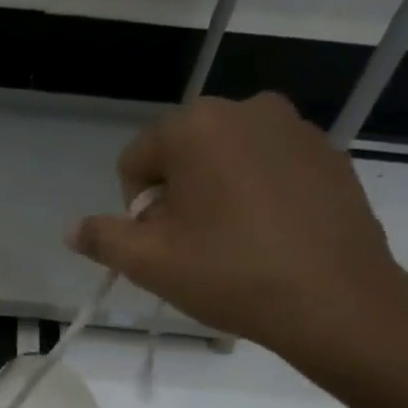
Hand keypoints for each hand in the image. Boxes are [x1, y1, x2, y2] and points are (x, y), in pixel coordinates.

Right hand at [69, 92, 407, 370]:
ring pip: (227, 160)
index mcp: (196, 126)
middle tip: (194, 247)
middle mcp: (246, 109)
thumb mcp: (149, 262)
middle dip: (177, 197)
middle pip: (182, 155)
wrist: (334, 299)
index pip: (135, 160)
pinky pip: (270, 167)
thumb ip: (102, 238)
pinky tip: (270, 237)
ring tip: (233, 244)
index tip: (161, 244)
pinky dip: (258, 195)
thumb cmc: (230, 273)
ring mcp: (295, 128)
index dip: (136, 208)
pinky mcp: (329, 153)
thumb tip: (72, 229)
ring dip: (216, 194)